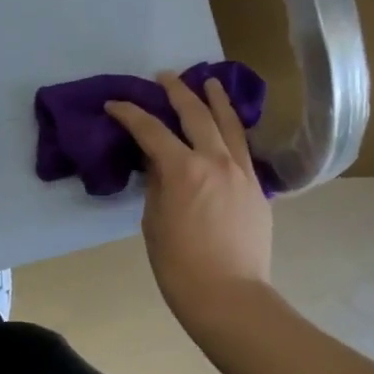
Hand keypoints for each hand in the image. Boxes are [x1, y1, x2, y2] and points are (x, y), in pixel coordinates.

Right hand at [106, 72, 272, 332]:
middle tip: (165, 77)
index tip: (115, 104)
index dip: (130, 114)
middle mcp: (215, 160)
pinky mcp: (257, 188)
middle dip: (177, 91)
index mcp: (184, 169)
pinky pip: (243, 148)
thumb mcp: (154, 220)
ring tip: (210, 81)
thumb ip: (157, 182)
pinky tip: (229, 126)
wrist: (230, 297)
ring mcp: (241, 172)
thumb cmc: (179, 265)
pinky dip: (233, 130)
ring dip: (216, 100)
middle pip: (196, 114)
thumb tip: (157, 160)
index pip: (151, 130)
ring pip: (229, 124)